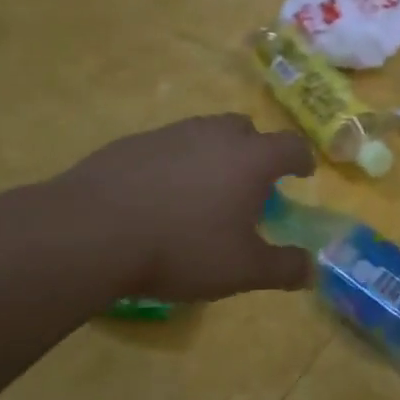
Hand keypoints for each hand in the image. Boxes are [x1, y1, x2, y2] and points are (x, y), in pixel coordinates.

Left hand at [56, 114, 314, 303]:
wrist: (88, 234)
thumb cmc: (181, 248)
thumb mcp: (242, 270)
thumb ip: (284, 268)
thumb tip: (312, 270)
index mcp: (250, 159)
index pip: (291, 145)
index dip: (301, 159)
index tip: (302, 173)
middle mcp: (214, 136)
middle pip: (246, 128)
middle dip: (255, 150)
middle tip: (250, 183)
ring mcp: (169, 135)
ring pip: (203, 133)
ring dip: (213, 155)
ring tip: (204, 192)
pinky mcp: (129, 144)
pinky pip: (166, 147)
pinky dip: (175, 164)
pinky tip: (160, 198)